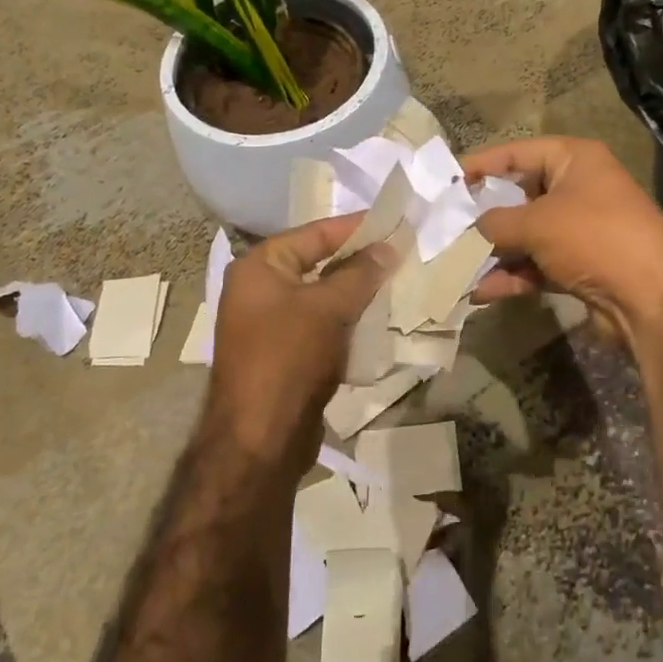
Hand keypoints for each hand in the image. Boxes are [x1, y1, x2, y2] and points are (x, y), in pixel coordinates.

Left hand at [206, 214, 394, 468]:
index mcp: (260, 267)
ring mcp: (270, 323)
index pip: (315, 233)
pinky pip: (321, 324)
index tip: (396, 222)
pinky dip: (348, 320)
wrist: (260, 438)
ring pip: (323, 296)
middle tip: (402, 253)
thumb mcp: (329, 308)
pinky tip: (379, 320)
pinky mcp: (284, 353)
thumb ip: (360, 273)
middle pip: (318, 262)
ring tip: (398, 283)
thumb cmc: (289, 358)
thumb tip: (387, 246)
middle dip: (360, 260)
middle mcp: (259, 289)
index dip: (356, 227)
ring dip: (357, 292)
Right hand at [461, 137, 662, 338]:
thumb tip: (469, 230)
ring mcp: (581, 230)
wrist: (651, 298)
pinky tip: (480, 292)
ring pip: (526, 236)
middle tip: (444, 228)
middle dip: (483, 216)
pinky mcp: (580, 266)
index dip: (481, 165)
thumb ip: (495, 222)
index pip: (518, 153)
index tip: (446, 182)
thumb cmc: (593, 238)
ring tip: (454, 265)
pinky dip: (512, 276)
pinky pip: (537, 265)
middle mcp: (579, 189)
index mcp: (576, 159)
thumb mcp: (536, 223)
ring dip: (493, 252)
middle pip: (520, 196)